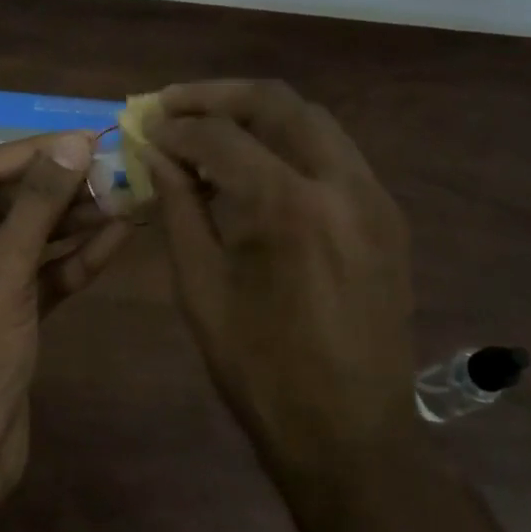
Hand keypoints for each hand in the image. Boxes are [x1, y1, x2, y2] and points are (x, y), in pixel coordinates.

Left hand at [0, 133, 131, 484]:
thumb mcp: (3, 270)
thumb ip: (39, 204)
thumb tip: (73, 143)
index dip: (37, 152)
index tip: (89, 136)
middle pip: (7, 203)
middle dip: (61, 188)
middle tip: (115, 167)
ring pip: (28, 237)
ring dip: (75, 220)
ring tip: (125, 194)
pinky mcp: (3, 311)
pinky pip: (39, 273)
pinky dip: (74, 258)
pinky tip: (118, 235)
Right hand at [144, 80, 420, 484]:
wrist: (351, 435)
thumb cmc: (261, 371)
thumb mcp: (202, 288)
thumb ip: (179, 207)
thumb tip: (156, 153)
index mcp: (289, 207)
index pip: (221, 136)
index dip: (175, 127)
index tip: (143, 126)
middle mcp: (342, 184)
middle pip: (277, 102)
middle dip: (217, 96)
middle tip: (172, 106)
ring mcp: (374, 197)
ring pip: (312, 119)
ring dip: (257, 113)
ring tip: (209, 128)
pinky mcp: (387, 215)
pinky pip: (334, 153)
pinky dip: (289, 143)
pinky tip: (257, 164)